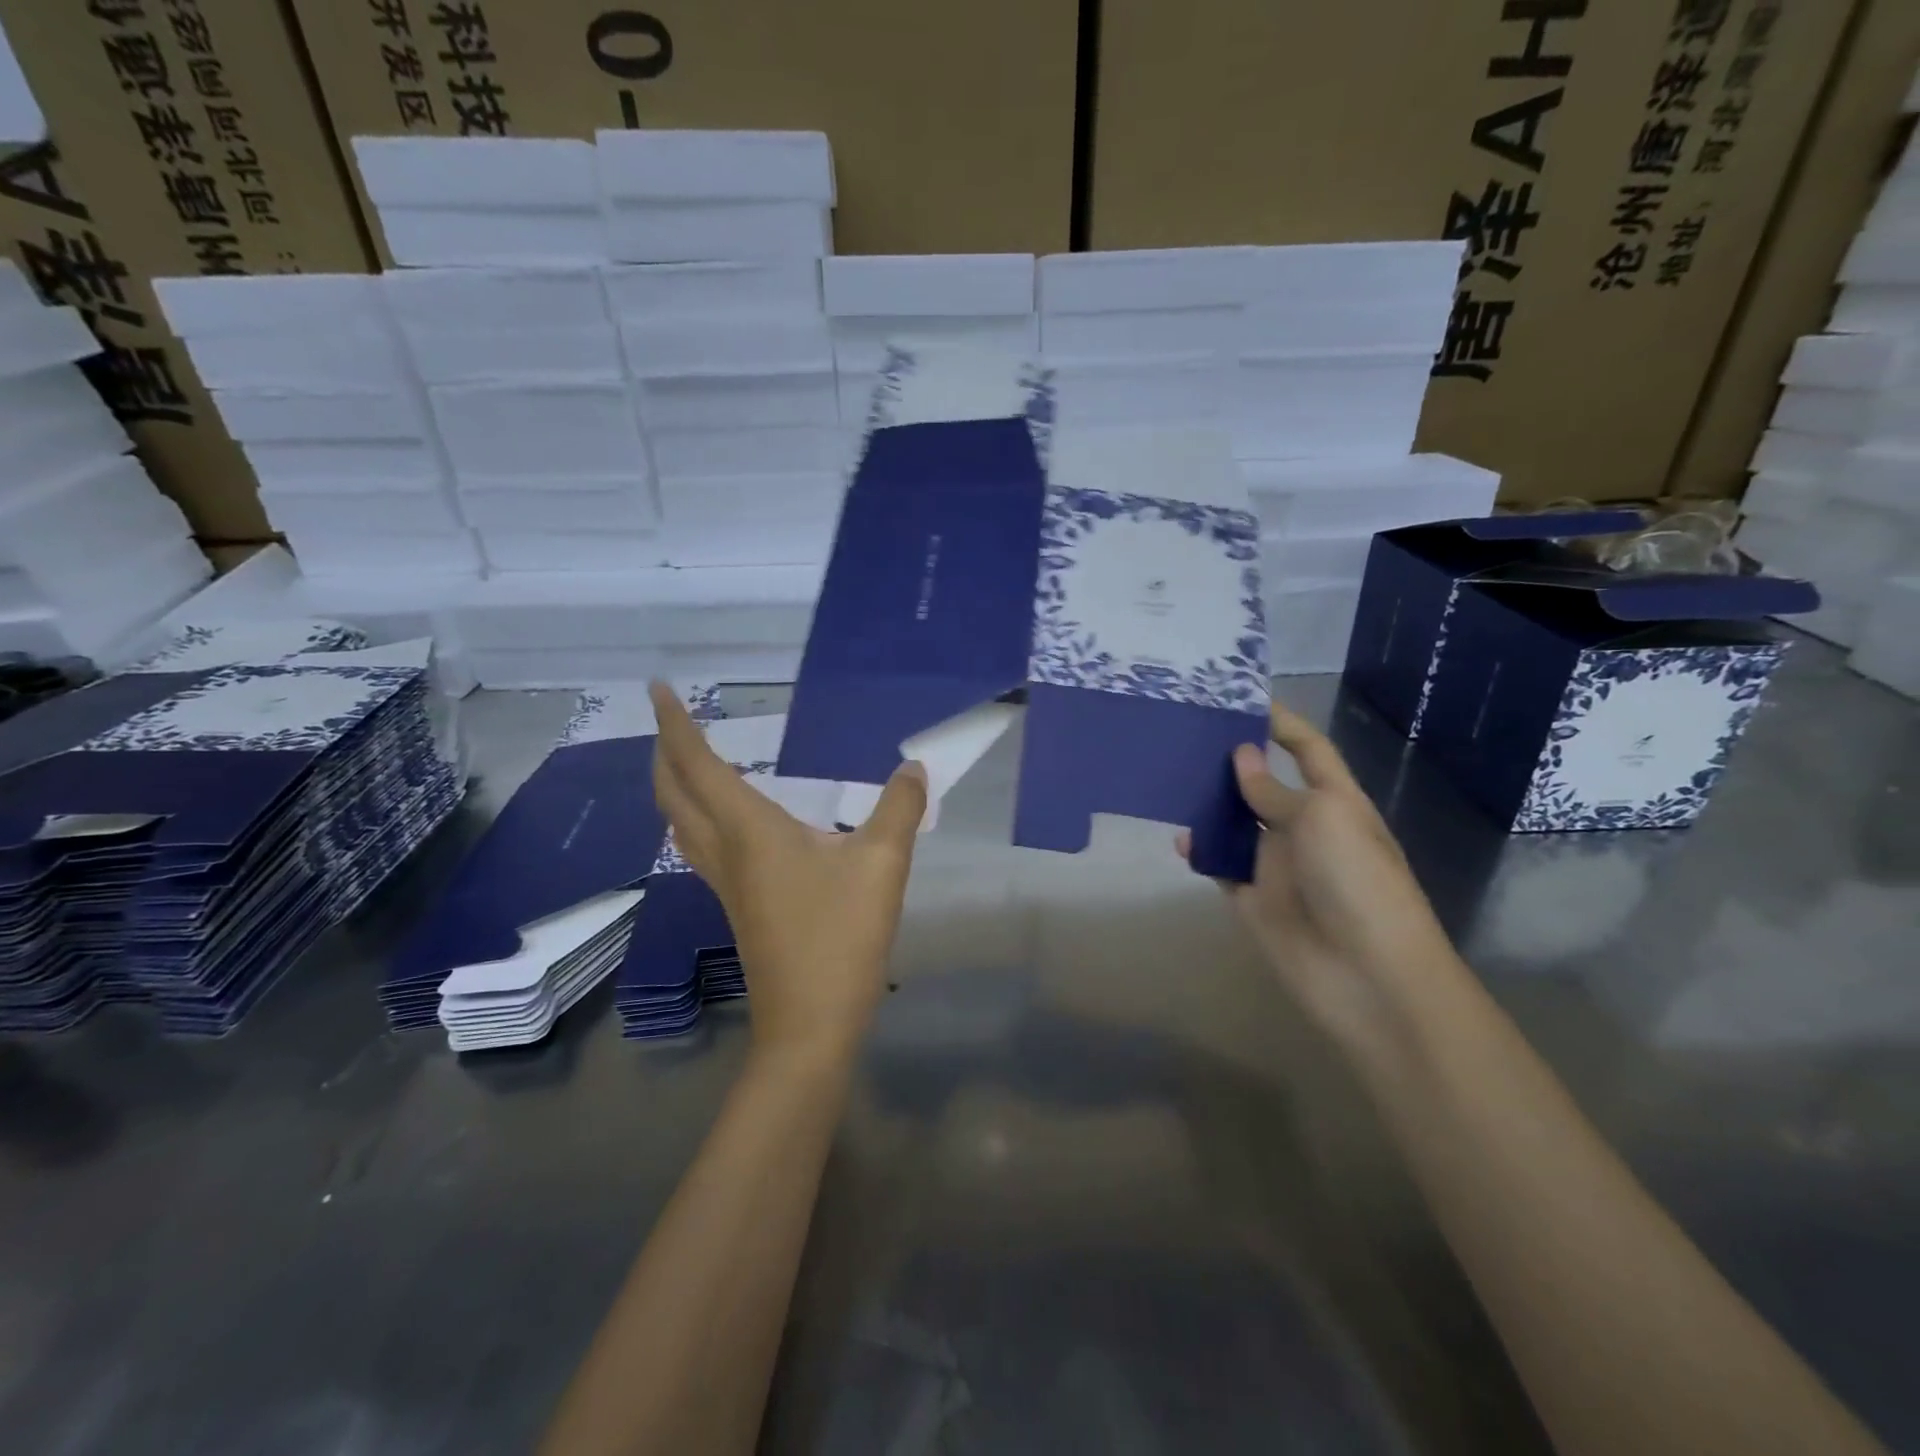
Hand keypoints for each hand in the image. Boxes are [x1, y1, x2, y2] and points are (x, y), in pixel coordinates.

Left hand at [649, 683, 927, 1065]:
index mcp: (749, 831)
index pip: (699, 765)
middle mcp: (726, 852)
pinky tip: (728, 819)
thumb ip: (899, 808)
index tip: (658, 689)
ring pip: (680, 823)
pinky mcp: (739, 906)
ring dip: (674, 785)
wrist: (809, 1025)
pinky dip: (697, 815)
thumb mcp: (882, 865)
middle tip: (670, 719)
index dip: (674, 725)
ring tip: (690, 760)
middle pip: (673, 794)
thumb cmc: (840, 938)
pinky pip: (701, 845)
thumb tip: (913, 768)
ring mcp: (726, 883)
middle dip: (664, 751)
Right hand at [1180, 701, 1458, 1054]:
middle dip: (1232, 760)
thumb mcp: (1321, 820)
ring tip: (1170, 775)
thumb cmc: (1357, 883)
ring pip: (1235, 823)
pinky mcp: (1251, 897)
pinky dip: (1200, 850)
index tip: (1243, 697)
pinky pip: (1219, 864)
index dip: (1282, 723)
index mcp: (1335, 802)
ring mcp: (1276, 864)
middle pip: (1263, 784)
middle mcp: (1304, 827)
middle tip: (1186, 733)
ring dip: (1209, 803)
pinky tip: (1179, 838)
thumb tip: (1240, 757)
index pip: (1309, 750)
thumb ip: (1274, 790)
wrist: (1368, 977)